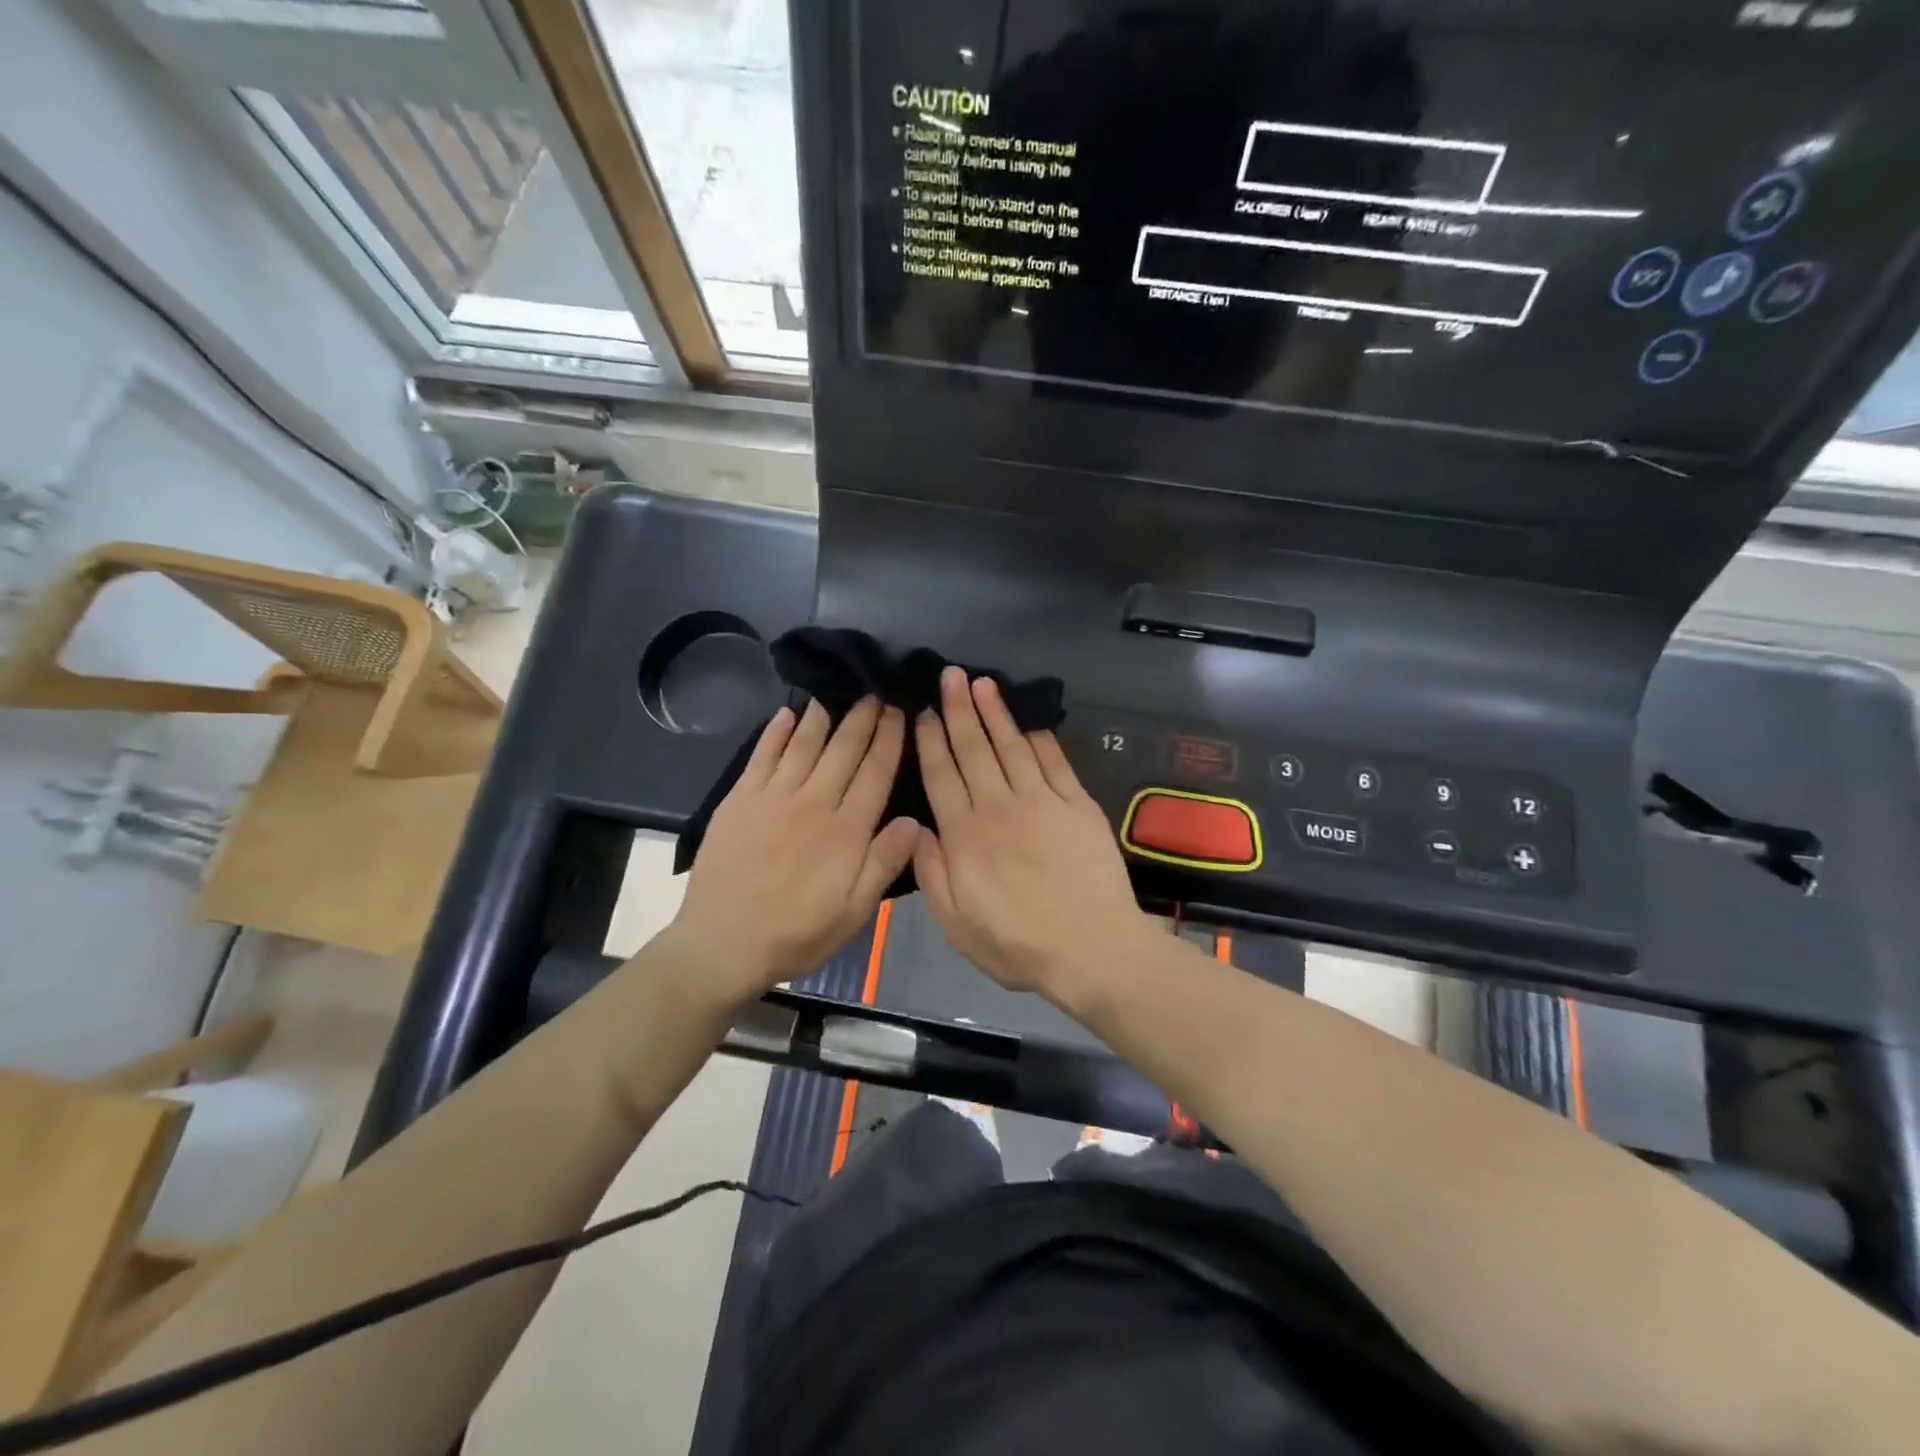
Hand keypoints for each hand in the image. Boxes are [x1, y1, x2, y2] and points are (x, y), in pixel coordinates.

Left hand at [670, 698, 918, 1005]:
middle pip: (844, 750)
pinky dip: (775, 732)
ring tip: (836, 691)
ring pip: (805, 745)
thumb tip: (913, 819)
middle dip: (863, 717)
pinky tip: (785, 713)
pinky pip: (762, 756)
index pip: (875, 772)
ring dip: (823, 715)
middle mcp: (814, 802)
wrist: (723, 943)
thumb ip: (884, 863)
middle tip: (875, 689)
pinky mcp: (741, 800)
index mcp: (846, 830)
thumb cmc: (797, 933)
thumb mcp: (854, 912)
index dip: (890, 739)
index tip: (900, 709)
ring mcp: (774, 797)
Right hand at [914, 666, 1155, 999]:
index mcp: (965, 836)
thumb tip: (914, 827)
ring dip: (995, 712)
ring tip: (982, 682)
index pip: (942, 775)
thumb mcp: (956, 924)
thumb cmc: (1017, 945)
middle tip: (949, 674)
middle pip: (974, 749)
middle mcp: (1000, 807)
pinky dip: (1039, 736)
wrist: (1092, 950)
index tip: (922, 711)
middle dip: (958, 709)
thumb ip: (931, 873)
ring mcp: (1042, 801)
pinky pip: (1054, 761)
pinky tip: (1029, 719)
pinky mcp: (1078, 804)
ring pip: (1012, 746)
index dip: (930, 739)